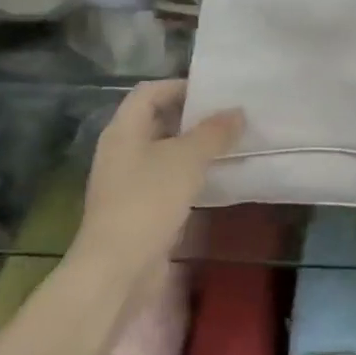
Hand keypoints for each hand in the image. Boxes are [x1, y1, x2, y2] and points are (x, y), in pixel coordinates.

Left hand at [70, 80, 242, 289]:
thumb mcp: (186, 160)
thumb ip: (214, 133)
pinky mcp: (138, 208)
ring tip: (229, 145)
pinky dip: (189, 174)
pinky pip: (166, 179)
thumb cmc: (148, 201)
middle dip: (192, 117)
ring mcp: (127, 181)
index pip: (149, 92)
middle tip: (229, 117)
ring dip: (193, 147)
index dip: (180, 86)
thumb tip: (237, 111)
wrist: (118, 267)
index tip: (215, 92)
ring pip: (164, 152)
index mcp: (123, 130)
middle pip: (156, 120)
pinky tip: (214, 180)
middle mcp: (121, 150)